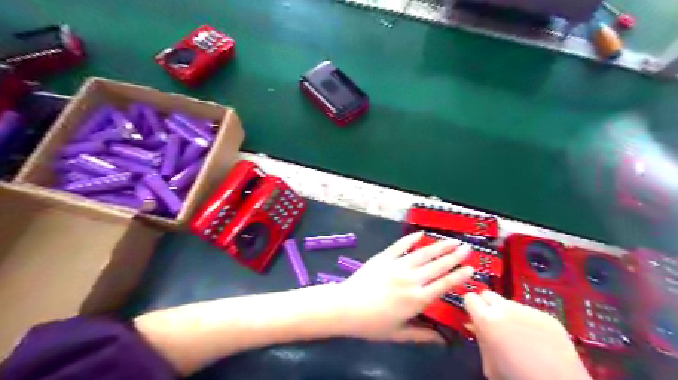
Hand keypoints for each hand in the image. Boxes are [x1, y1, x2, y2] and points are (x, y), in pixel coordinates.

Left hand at [336, 231, 472, 343]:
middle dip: (454, 256)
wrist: (345, 307)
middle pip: (437, 265)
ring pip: (423, 253)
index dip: (459, 276)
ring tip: (452, 240)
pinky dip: (411, 239)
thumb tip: (441, 340)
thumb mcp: (398, 334)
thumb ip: (421, 335)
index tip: (471, 268)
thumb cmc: (371, 324)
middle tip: (467, 248)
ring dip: (439, 246)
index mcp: (417, 299)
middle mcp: (411, 279)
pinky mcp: (384, 257)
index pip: (443, 284)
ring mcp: (397, 265)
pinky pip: (400, 245)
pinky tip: (421, 233)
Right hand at [463, 291, 591, 379]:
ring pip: (509, 303)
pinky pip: (529, 312)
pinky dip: (527, 321)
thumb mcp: (488, 363)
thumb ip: (480, 339)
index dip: (471, 307)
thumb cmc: (516, 378)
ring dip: (507, 313)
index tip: (474, 316)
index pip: (470, 298)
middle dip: (487, 305)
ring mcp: (528, 310)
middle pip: (488, 294)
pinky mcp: (547, 315)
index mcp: (487, 319)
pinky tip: (536, 340)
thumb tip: (475, 325)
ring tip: (518, 334)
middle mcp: (505, 308)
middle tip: (493, 323)